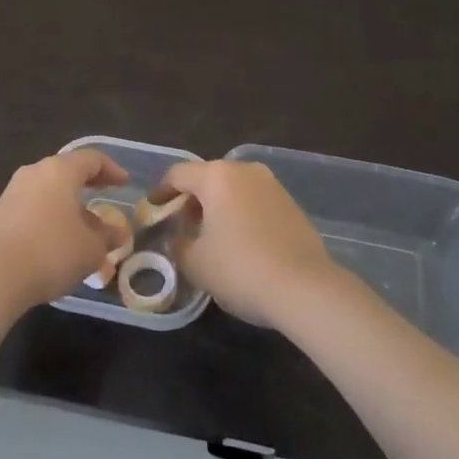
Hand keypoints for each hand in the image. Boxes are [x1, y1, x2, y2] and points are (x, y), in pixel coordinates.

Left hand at [0, 150, 129, 313]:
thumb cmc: (52, 253)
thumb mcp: (91, 248)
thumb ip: (107, 235)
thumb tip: (116, 231)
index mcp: (59, 171)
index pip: (91, 159)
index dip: (112, 169)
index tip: (124, 183)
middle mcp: (34, 172)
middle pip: (66, 170)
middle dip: (88, 183)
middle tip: (105, 194)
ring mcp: (12, 191)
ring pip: (48, 188)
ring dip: (68, 202)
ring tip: (83, 224)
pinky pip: (32, 205)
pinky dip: (50, 214)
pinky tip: (57, 238)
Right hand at [162, 159, 340, 326]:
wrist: (306, 288)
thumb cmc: (240, 269)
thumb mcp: (195, 263)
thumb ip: (178, 244)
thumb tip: (179, 238)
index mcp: (216, 176)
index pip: (178, 174)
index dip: (161, 192)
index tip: (153, 212)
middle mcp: (244, 171)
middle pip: (207, 178)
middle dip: (191, 201)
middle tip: (182, 228)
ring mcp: (272, 185)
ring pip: (233, 190)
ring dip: (218, 208)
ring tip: (211, 239)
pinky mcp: (291, 204)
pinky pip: (255, 202)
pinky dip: (241, 215)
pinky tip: (241, 244)